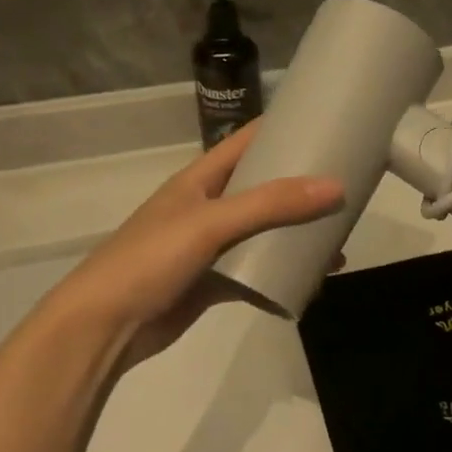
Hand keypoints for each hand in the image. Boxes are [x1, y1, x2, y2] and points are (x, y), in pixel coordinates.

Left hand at [28, 121, 342, 372]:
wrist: (104, 328)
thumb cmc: (150, 260)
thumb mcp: (211, 222)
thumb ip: (271, 204)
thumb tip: (335, 187)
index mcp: (201, 179)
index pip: (246, 141)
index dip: (282, 128)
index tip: (326, 123)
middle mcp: (208, 206)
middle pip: (263, 186)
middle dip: (302, 185)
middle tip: (347, 183)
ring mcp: (211, 246)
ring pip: (264, 231)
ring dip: (298, 232)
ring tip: (340, 235)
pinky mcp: (215, 281)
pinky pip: (258, 269)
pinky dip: (283, 271)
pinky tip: (314, 277)